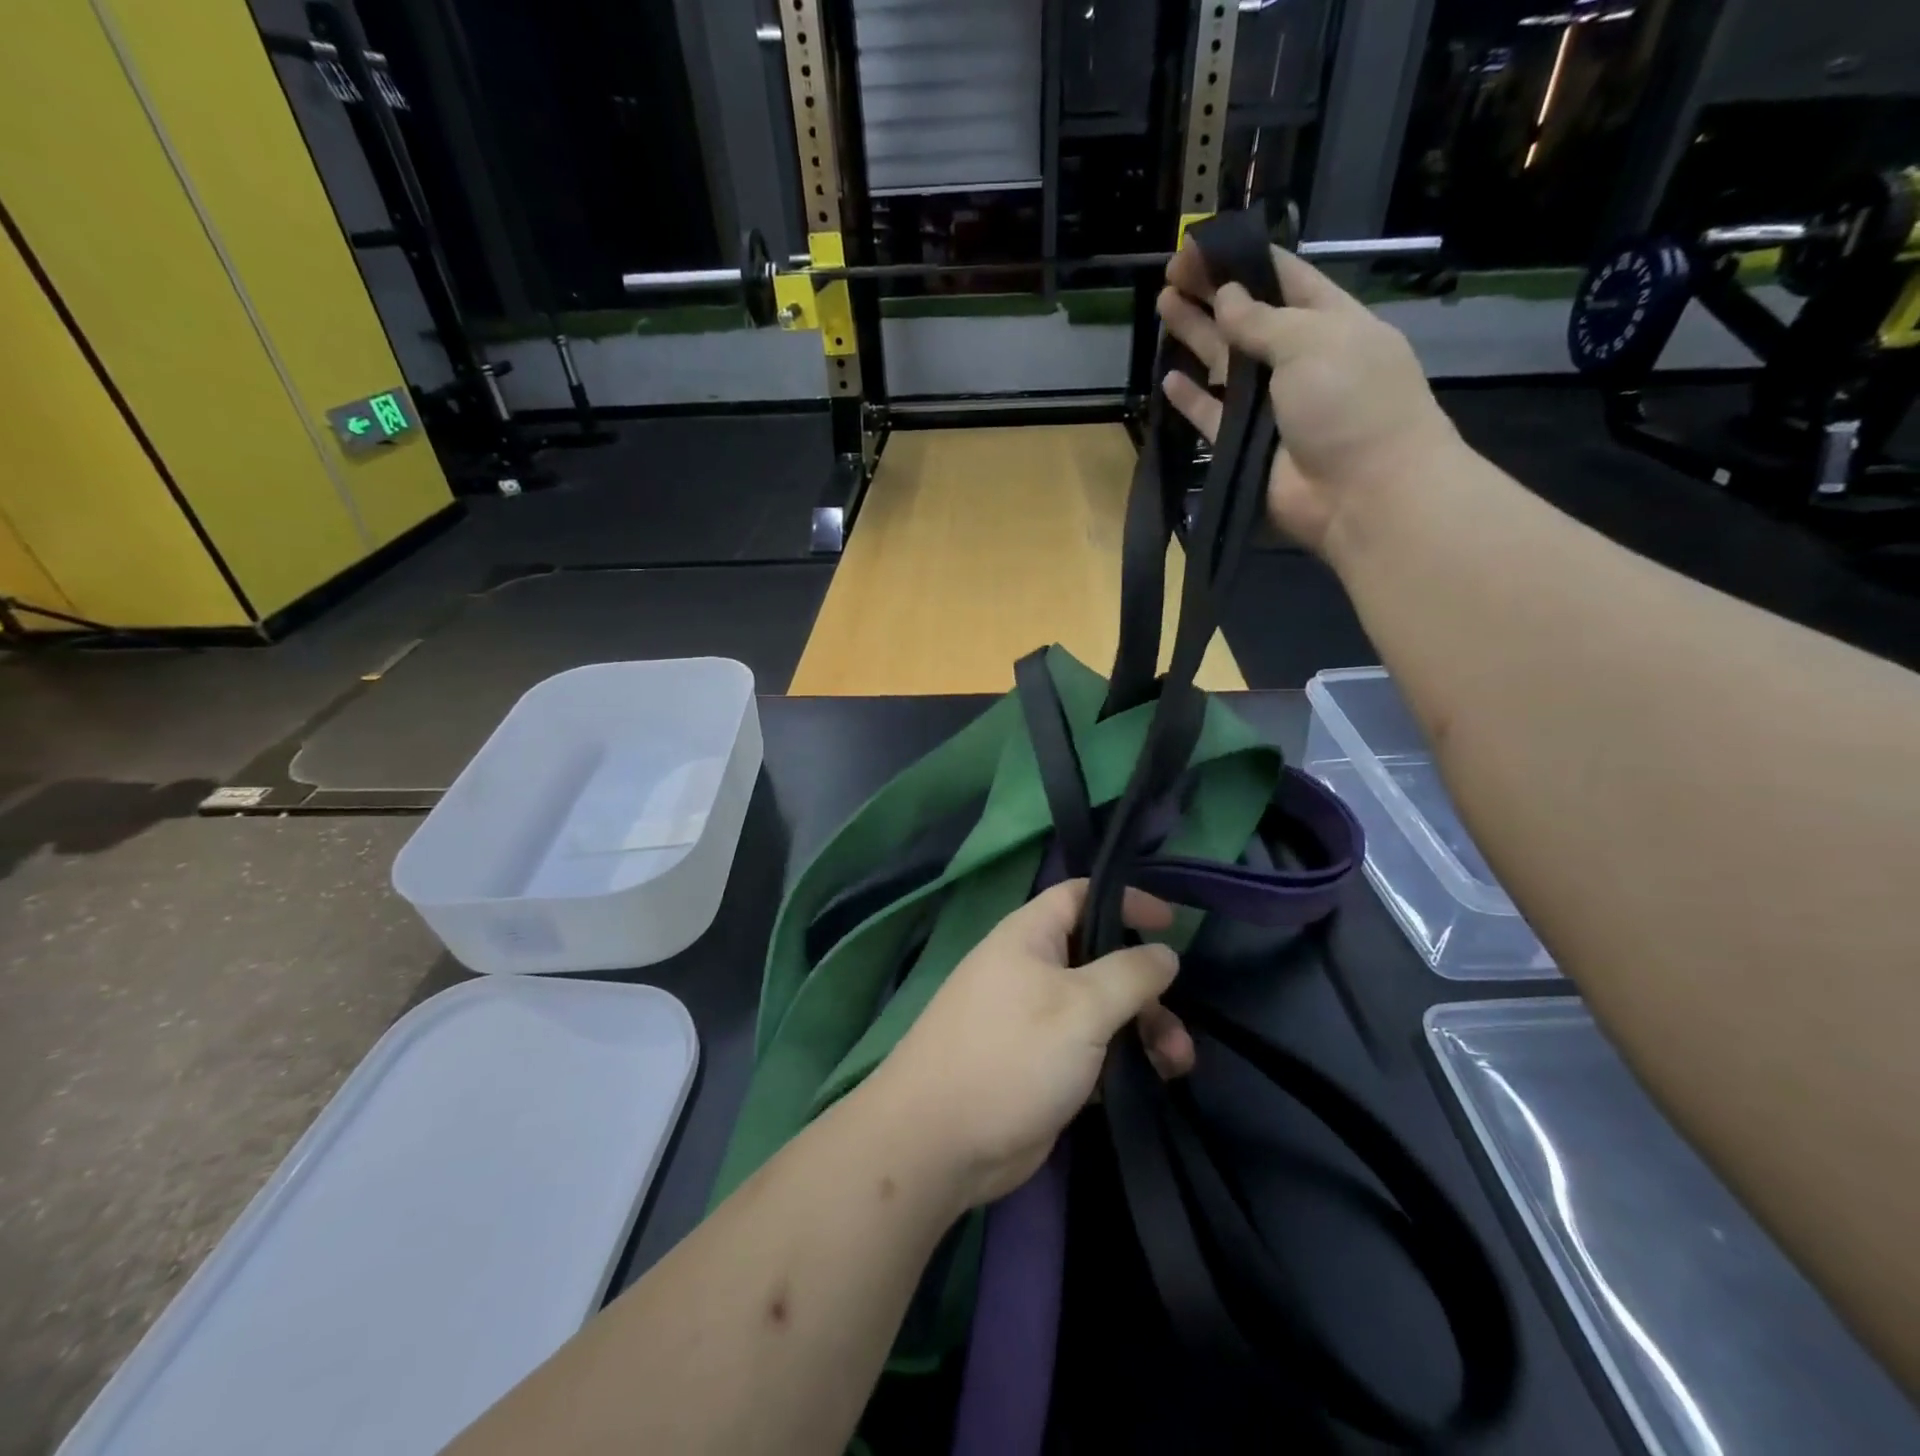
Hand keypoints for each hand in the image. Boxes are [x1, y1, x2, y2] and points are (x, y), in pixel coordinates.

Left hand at [860, 880, 1193, 1208]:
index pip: (1079, 896)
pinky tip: (1154, 1081)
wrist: (939, 1142)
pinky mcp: (1041, 1065)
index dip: (1125, 899)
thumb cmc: (1011, 1054)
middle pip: (1100, 959)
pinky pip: (1093, 1049)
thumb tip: (1164, 952)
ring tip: (1179, 1063)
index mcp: (1029, 937)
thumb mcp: (1081, 1006)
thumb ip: (1129, 974)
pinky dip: (1123, 1058)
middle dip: (1145, 986)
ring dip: (1144, 1028)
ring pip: (1102, 1009)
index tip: (1172, 921)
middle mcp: (1031, 970)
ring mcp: (1035, 1020)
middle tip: (1177, 1023)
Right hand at [1157, 244, 1459, 556]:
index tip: (1200, 246)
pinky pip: (1212, 416)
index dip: (1242, 259)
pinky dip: (1192, 399)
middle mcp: (1298, 359)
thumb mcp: (1313, 342)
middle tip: (1171, 273)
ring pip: (1225, 364)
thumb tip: (1226, 297)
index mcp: (1329, 322)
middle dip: (1212, 293)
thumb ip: (1262, 320)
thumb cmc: (1351, 401)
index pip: (1283, 278)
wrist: (1362, 493)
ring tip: (1162, 307)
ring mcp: (1271, 405)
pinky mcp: (1246, 446)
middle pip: (1247, 318)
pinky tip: (1170, 378)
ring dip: (1196, 336)